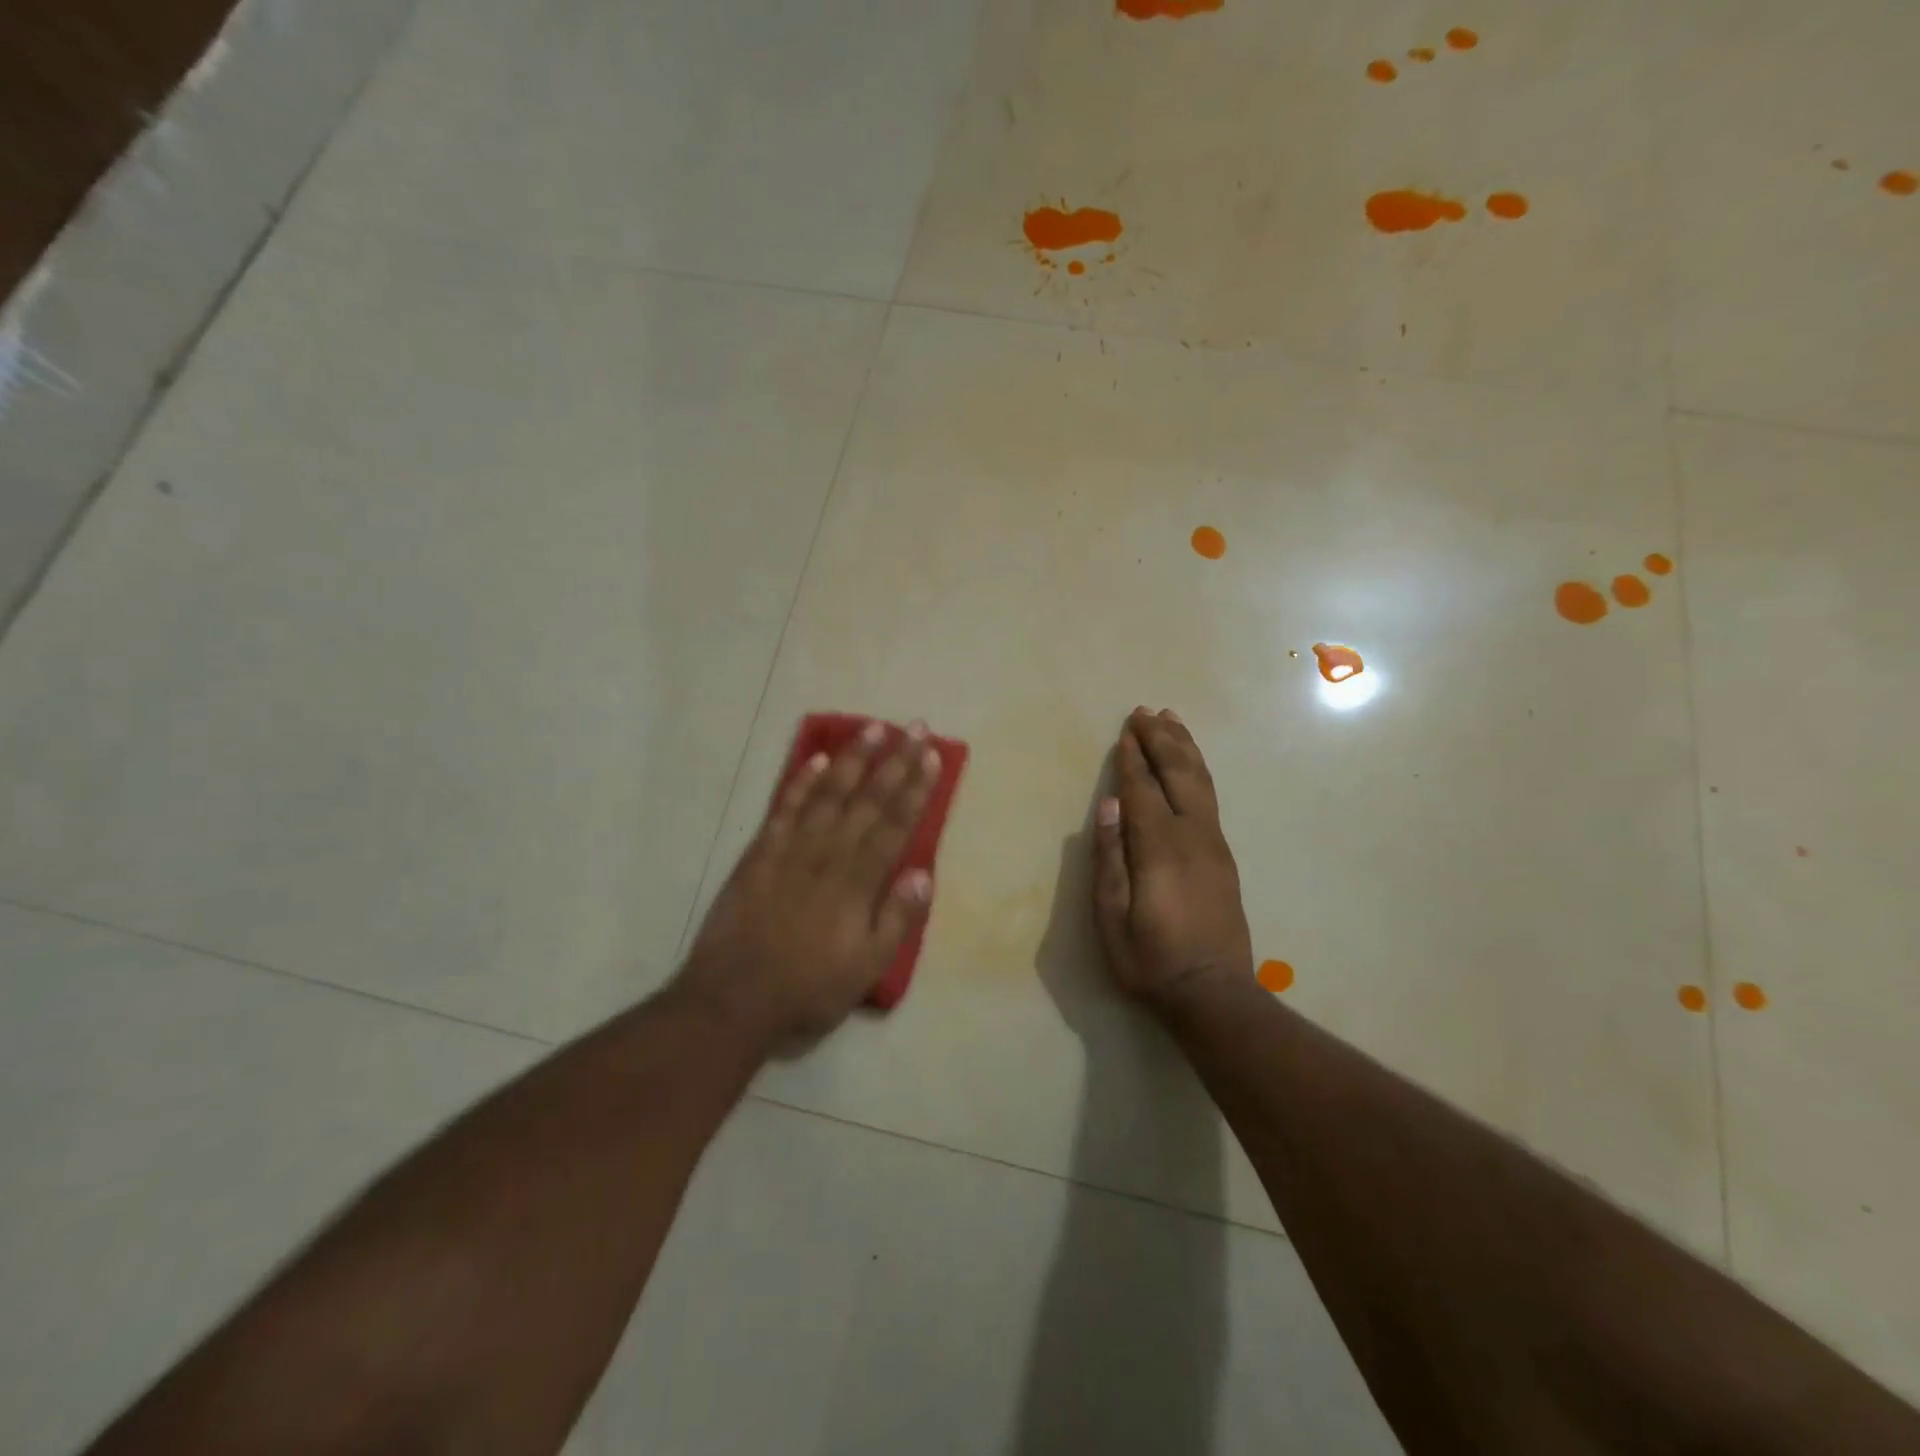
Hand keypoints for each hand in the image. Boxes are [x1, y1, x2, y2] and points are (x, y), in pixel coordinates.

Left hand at [679, 720, 941, 1044]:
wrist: (732, 998)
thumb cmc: (807, 988)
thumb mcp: (866, 968)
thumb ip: (896, 919)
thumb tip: (924, 874)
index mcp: (858, 882)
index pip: (895, 824)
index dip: (916, 788)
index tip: (932, 756)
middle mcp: (829, 854)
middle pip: (868, 798)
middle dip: (895, 760)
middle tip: (915, 726)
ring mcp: (791, 849)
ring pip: (828, 793)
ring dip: (853, 758)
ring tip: (873, 728)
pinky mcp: (760, 853)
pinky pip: (784, 808)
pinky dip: (801, 782)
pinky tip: (816, 760)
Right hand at [1092, 708, 1253, 1012]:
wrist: (1213, 994)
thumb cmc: (1150, 960)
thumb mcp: (1112, 918)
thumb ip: (1109, 858)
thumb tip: (1109, 806)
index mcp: (1161, 849)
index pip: (1143, 790)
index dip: (1131, 759)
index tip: (1123, 731)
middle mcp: (1193, 836)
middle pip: (1178, 774)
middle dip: (1160, 740)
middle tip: (1144, 711)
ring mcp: (1214, 844)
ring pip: (1200, 782)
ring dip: (1184, 748)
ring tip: (1171, 719)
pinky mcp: (1223, 855)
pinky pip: (1209, 798)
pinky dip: (1197, 770)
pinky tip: (1190, 764)